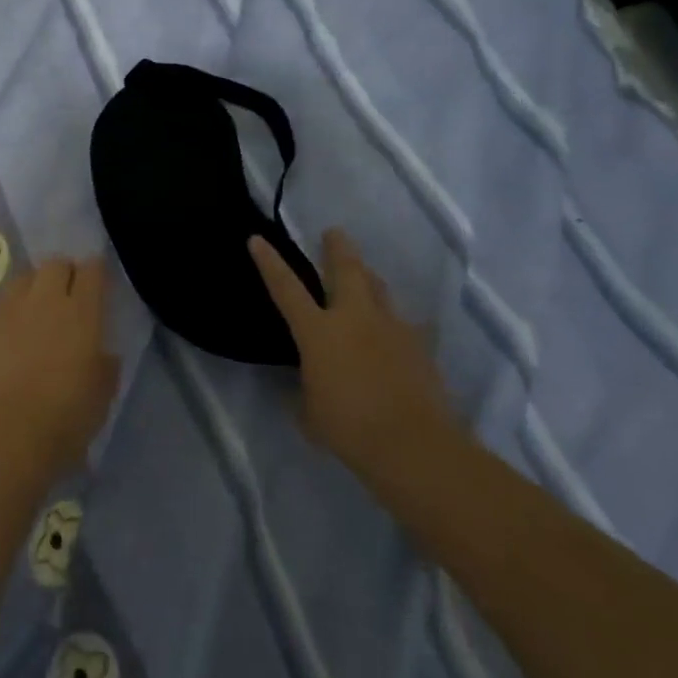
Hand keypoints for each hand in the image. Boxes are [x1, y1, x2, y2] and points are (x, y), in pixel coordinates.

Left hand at [0, 257, 119, 476]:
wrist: (7, 432)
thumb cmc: (65, 417)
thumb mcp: (102, 395)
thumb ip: (104, 365)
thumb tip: (102, 353)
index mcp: (82, 312)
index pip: (92, 270)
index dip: (96, 273)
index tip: (97, 285)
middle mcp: (46, 298)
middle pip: (56, 264)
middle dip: (63, 274)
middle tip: (66, 297)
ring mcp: (10, 307)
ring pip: (24, 278)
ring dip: (33, 287)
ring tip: (34, 311)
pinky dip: (7, 310)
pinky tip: (8, 331)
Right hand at [249, 229, 460, 486]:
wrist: (413, 444)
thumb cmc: (349, 428)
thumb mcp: (310, 414)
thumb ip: (305, 391)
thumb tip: (306, 384)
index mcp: (318, 332)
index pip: (286, 288)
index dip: (270, 263)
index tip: (257, 239)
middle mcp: (354, 318)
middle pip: (345, 270)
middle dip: (337, 248)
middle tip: (333, 233)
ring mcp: (391, 327)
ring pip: (379, 288)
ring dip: (369, 277)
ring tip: (365, 274)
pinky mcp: (420, 346)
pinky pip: (409, 325)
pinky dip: (400, 324)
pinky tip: (402, 331)